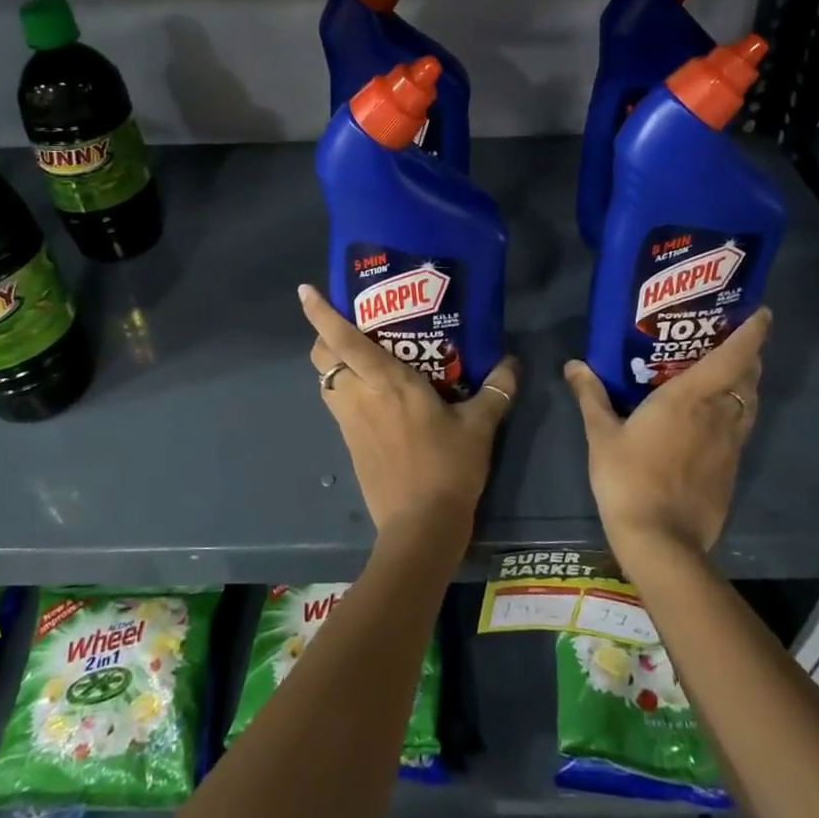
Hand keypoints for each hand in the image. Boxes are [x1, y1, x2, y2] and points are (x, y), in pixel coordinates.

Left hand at [299, 283, 519, 548]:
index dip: (321, 314)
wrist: (420, 527)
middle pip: (322, 357)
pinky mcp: (350, 444)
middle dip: (325, 336)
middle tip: (351, 326)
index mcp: (387, 382)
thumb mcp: (479, 427)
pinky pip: (337, 404)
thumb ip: (495, 390)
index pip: (344, 339)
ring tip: (361, 357)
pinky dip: (344, 389)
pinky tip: (372, 396)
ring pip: (325, 381)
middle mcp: (359, 395)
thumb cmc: (448, 468)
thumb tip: (513, 363)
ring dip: (333, 363)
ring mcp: (350, 421)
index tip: (305, 291)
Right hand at [564, 309, 770, 574]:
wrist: (661, 540)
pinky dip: (737, 411)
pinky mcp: (732, 470)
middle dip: (749, 354)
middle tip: (733, 338)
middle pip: (748, 377)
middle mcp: (718, 415)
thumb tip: (574, 365)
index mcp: (689, 398)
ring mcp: (730, 445)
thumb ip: (591, 396)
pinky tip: (716, 418)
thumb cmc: (628, 478)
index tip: (762, 312)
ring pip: (749, 403)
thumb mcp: (601, 435)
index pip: (733, 357)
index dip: (752, 332)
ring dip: (746, 383)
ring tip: (730, 372)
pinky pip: (741, 428)